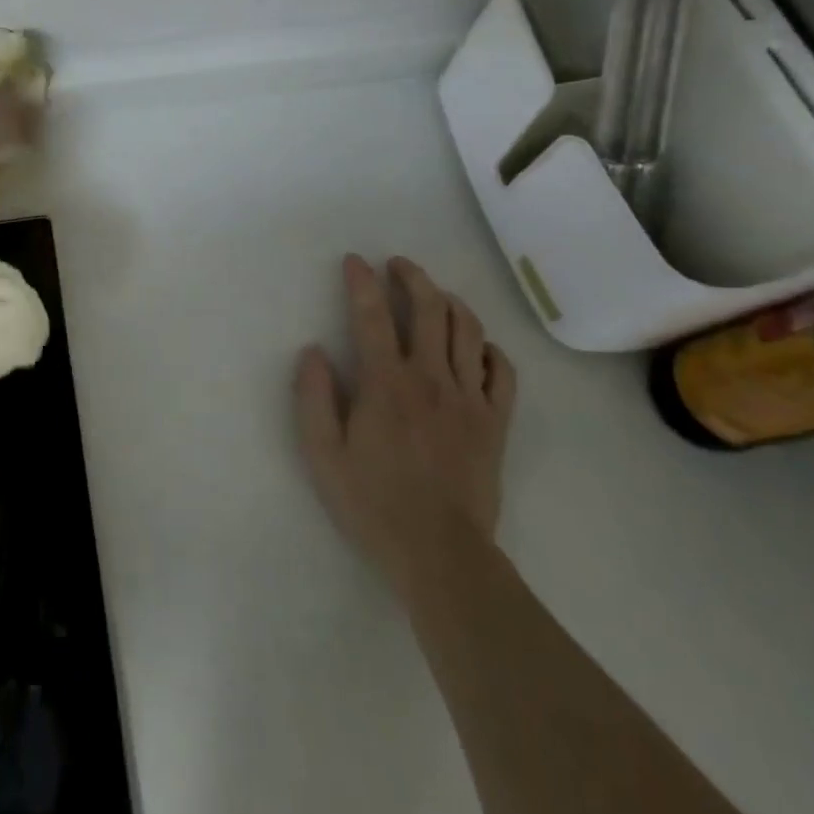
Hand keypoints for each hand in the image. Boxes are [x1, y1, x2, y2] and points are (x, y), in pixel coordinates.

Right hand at [295, 255, 516, 589]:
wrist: (440, 553)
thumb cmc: (372, 502)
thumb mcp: (322, 454)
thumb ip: (312, 397)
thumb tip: (314, 351)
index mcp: (385, 383)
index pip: (371, 316)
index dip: (361, 282)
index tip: (354, 260)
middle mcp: (430, 378)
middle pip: (429, 309)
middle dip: (412, 277)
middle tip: (397, 265)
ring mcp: (468, 398)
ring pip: (468, 331)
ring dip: (450, 301)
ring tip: (436, 293)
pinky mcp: (494, 422)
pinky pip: (501, 372)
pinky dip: (489, 349)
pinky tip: (477, 346)